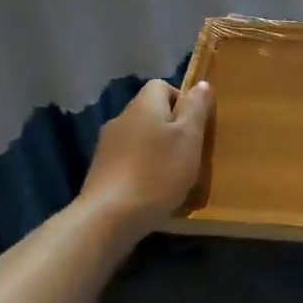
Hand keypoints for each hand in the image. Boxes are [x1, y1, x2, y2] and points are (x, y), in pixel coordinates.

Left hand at [81, 79, 213, 238]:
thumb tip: (201, 84)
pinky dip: (143, 170)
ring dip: (157, 151)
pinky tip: (152, 191)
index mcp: (143, 106)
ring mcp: (107, 146)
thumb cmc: (157, 173)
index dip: (182, 101)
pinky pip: (128, 161)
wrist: (109, 218)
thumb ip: (196, 109)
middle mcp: (121, 119)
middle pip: (151, 113)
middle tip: (189, 154)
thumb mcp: (189, 138)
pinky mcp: (100, 171)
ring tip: (173, 176)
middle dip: (171, 129)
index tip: (195, 127)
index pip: (162, 86)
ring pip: (140, 138)